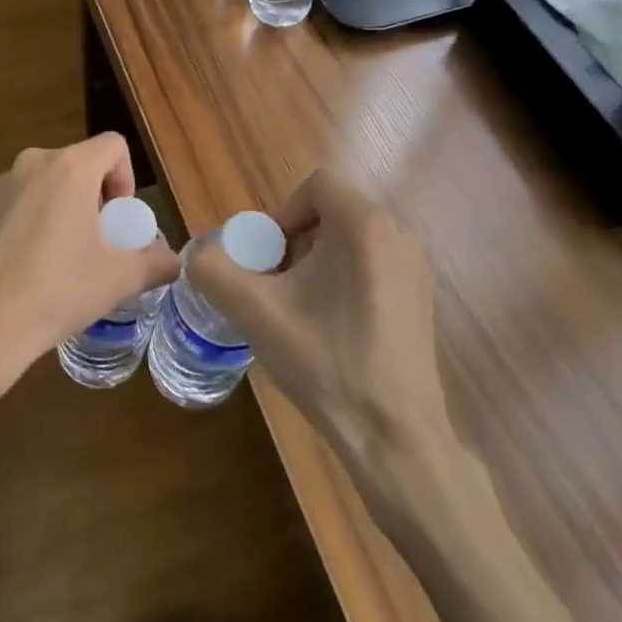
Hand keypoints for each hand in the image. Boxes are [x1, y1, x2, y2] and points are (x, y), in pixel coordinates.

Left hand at [0, 134, 180, 420]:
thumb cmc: (57, 290)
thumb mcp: (119, 279)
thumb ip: (156, 263)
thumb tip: (173, 261)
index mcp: (69, 168)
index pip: (114, 145)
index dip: (127, 178)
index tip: (119, 221)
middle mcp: (33, 164)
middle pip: (81, 164)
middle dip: (98, 198)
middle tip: (100, 243)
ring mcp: (1, 186)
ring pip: (50, 184)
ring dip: (68, 210)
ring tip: (69, 258)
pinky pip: (23, 203)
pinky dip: (38, 223)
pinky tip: (35, 268)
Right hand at [187, 169, 454, 506]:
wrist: (393, 435)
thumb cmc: (325, 362)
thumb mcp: (253, 312)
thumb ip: (212, 270)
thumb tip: (199, 255)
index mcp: (364, 225)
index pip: (315, 185)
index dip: (283, 215)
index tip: (270, 262)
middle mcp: (398, 235)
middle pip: (332, 213)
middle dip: (296, 244)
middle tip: (279, 289)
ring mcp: (416, 268)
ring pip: (351, 241)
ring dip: (317, 263)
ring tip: (302, 312)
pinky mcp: (422, 298)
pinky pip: (372, 266)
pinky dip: (344, 281)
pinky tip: (333, 330)